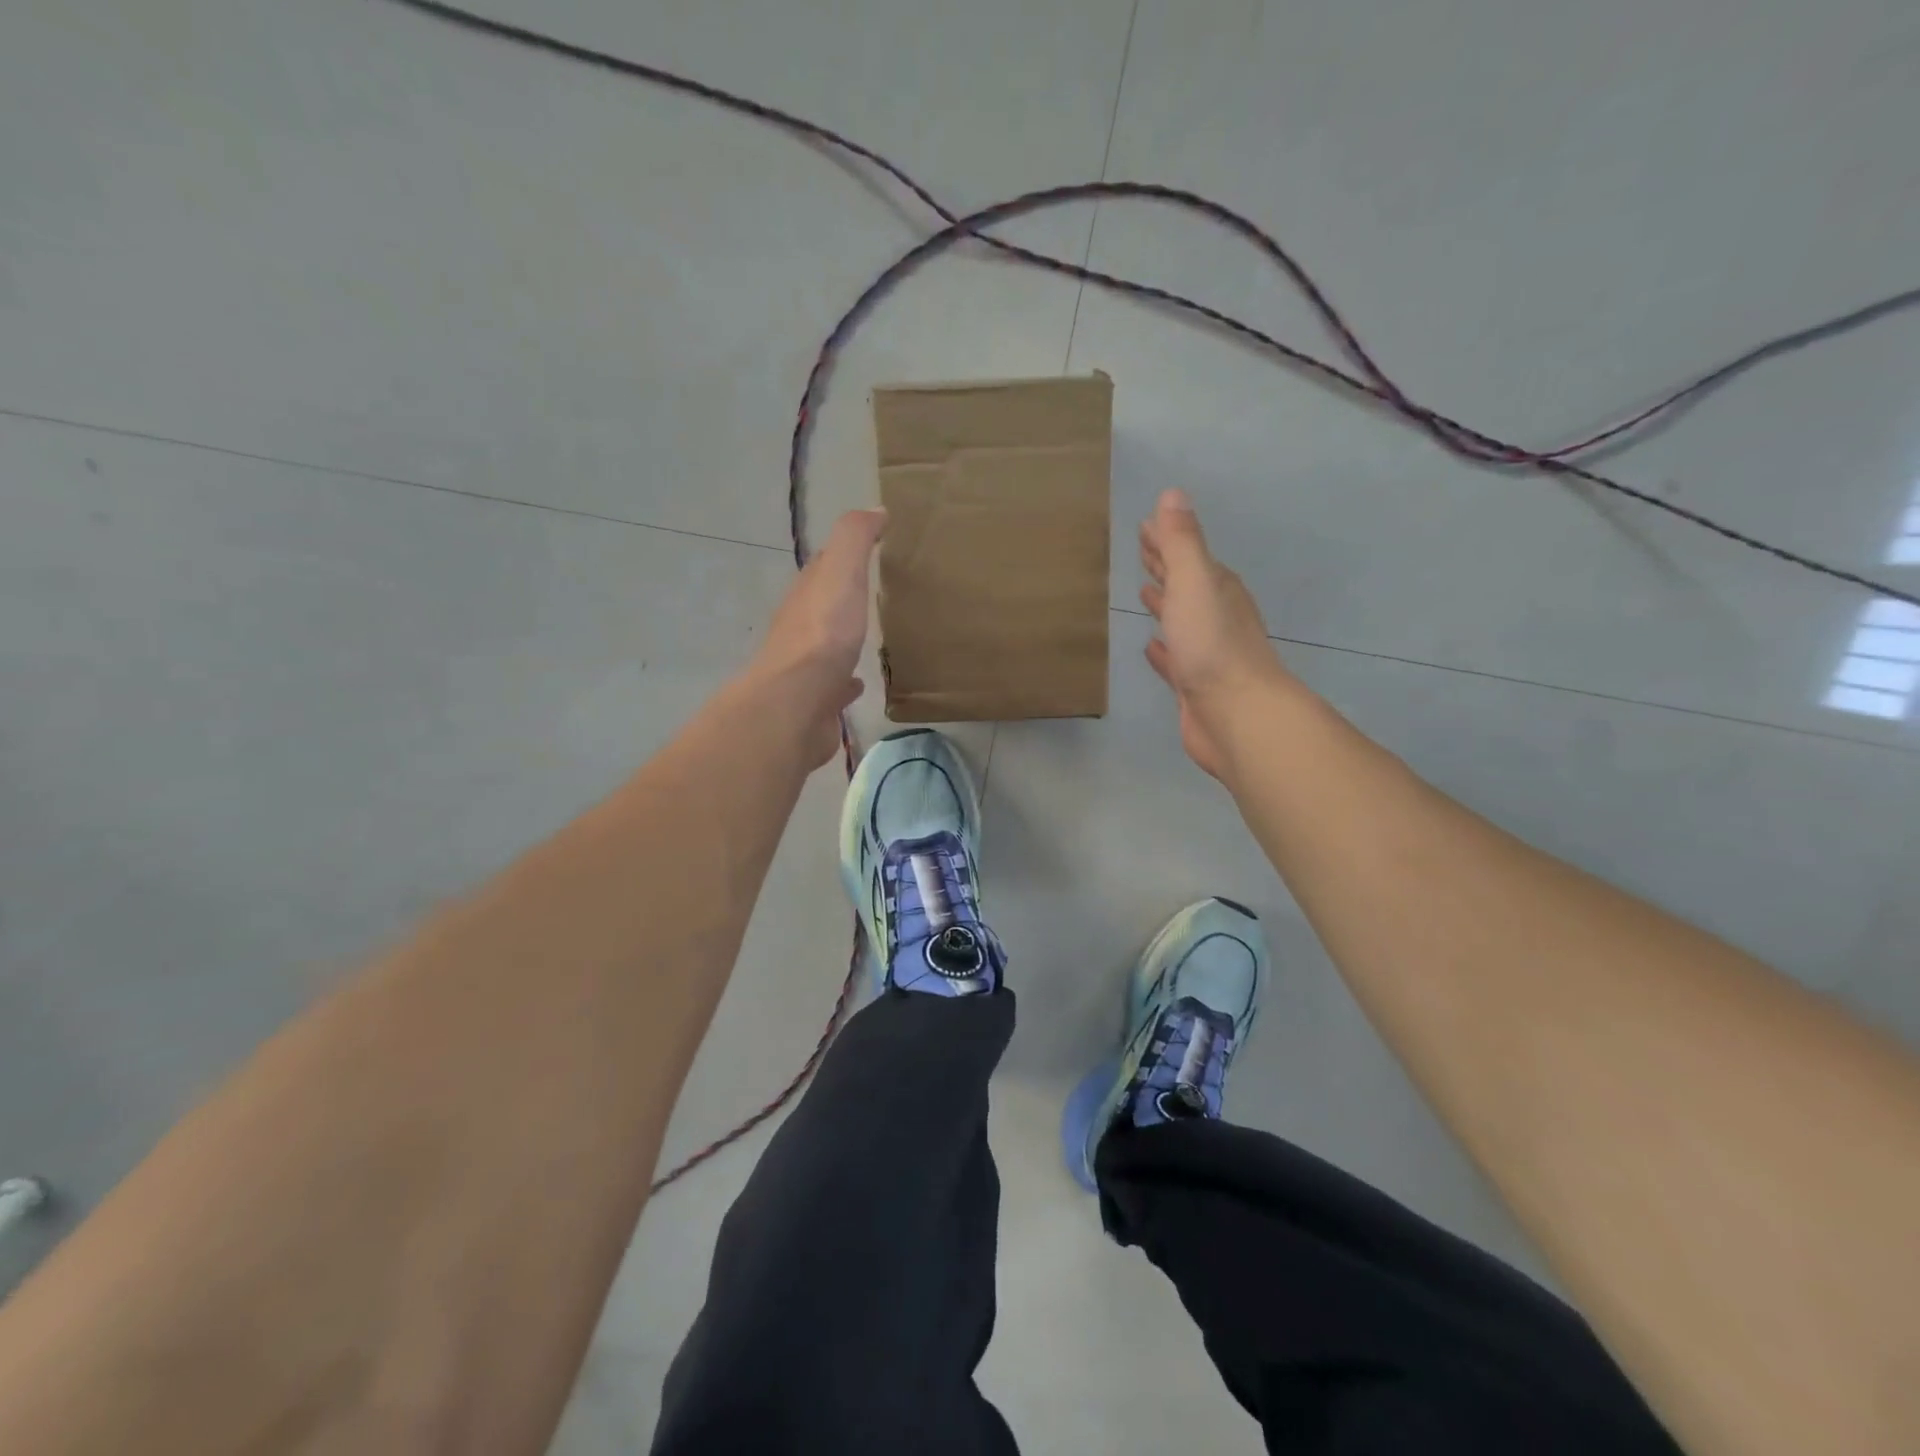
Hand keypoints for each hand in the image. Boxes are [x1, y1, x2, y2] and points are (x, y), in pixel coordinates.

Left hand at [749, 509, 885, 765]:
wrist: (796, 705)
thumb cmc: (821, 634)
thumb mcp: (839, 573)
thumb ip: (854, 540)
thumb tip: (874, 510)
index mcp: (806, 594)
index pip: (823, 566)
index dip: (845, 554)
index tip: (874, 547)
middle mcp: (801, 628)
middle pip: (823, 606)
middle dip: (843, 598)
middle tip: (875, 593)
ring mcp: (807, 669)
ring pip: (828, 647)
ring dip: (844, 639)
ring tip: (870, 636)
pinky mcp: (818, 703)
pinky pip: (835, 687)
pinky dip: (847, 682)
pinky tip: (859, 683)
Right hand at [1139, 489, 1288, 778]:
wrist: (1236, 714)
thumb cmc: (1212, 644)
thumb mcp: (1194, 582)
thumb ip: (1182, 541)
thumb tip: (1173, 495)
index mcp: (1216, 588)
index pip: (1187, 555)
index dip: (1166, 539)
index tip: (1145, 526)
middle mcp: (1216, 615)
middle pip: (1186, 583)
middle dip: (1165, 565)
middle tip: (1142, 551)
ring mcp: (1207, 652)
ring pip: (1182, 619)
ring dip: (1165, 604)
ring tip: (1144, 591)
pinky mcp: (1195, 685)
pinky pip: (1175, 657)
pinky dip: (1162, 649)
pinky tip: (1152, 646)